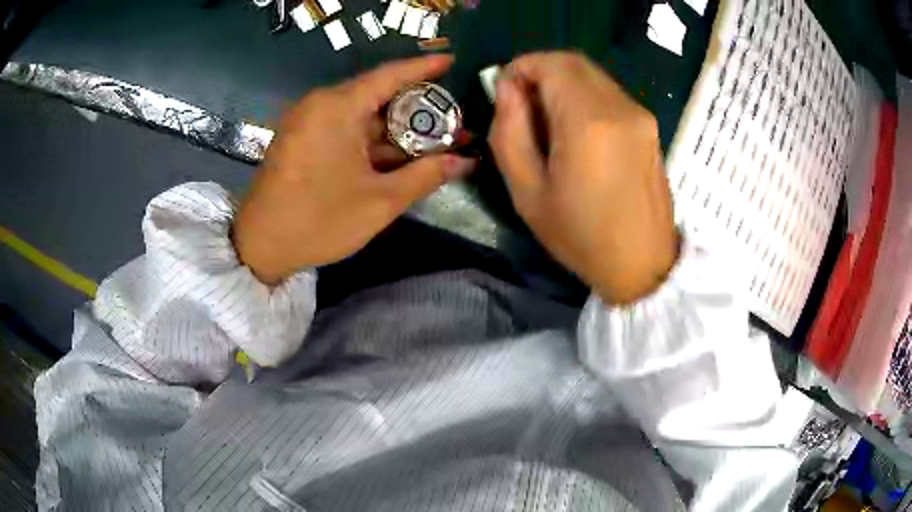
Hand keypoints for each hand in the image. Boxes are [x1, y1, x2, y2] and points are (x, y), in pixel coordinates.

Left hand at [233, 55, 476, 284]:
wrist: (259, 246)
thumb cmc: (318, 221)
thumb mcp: (379, 201)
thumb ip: (425, 175)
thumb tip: (465, 161)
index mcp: (337, 107)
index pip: (390, 75)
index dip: (424, 67)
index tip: (451, 60)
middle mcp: (321, 105)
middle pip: (377, 95)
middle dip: (416, 107)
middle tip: (451, 118)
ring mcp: (308, 122)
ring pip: (362, 115)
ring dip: (396, 128)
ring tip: (434, 139)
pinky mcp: (302, 140)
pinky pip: (344, 129)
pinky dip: (372, 139)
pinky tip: (399, 152)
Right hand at [489, 52, 678, 303]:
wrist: (643, 265)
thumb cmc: (580, 236)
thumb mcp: (527, 191)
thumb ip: (509, 131)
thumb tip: (506, 89)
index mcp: (587, 121)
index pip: (550, 63)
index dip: (520, 68)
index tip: (505, 93)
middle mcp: (619, 107)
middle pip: (573, 62)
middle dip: (541, 71)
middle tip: (523, 105)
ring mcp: (640, 115)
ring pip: (593, 76)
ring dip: (563, 84)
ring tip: (549, 123)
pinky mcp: (650, 126)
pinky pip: (609, 94)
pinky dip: (585, 97)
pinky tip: (578, 133)